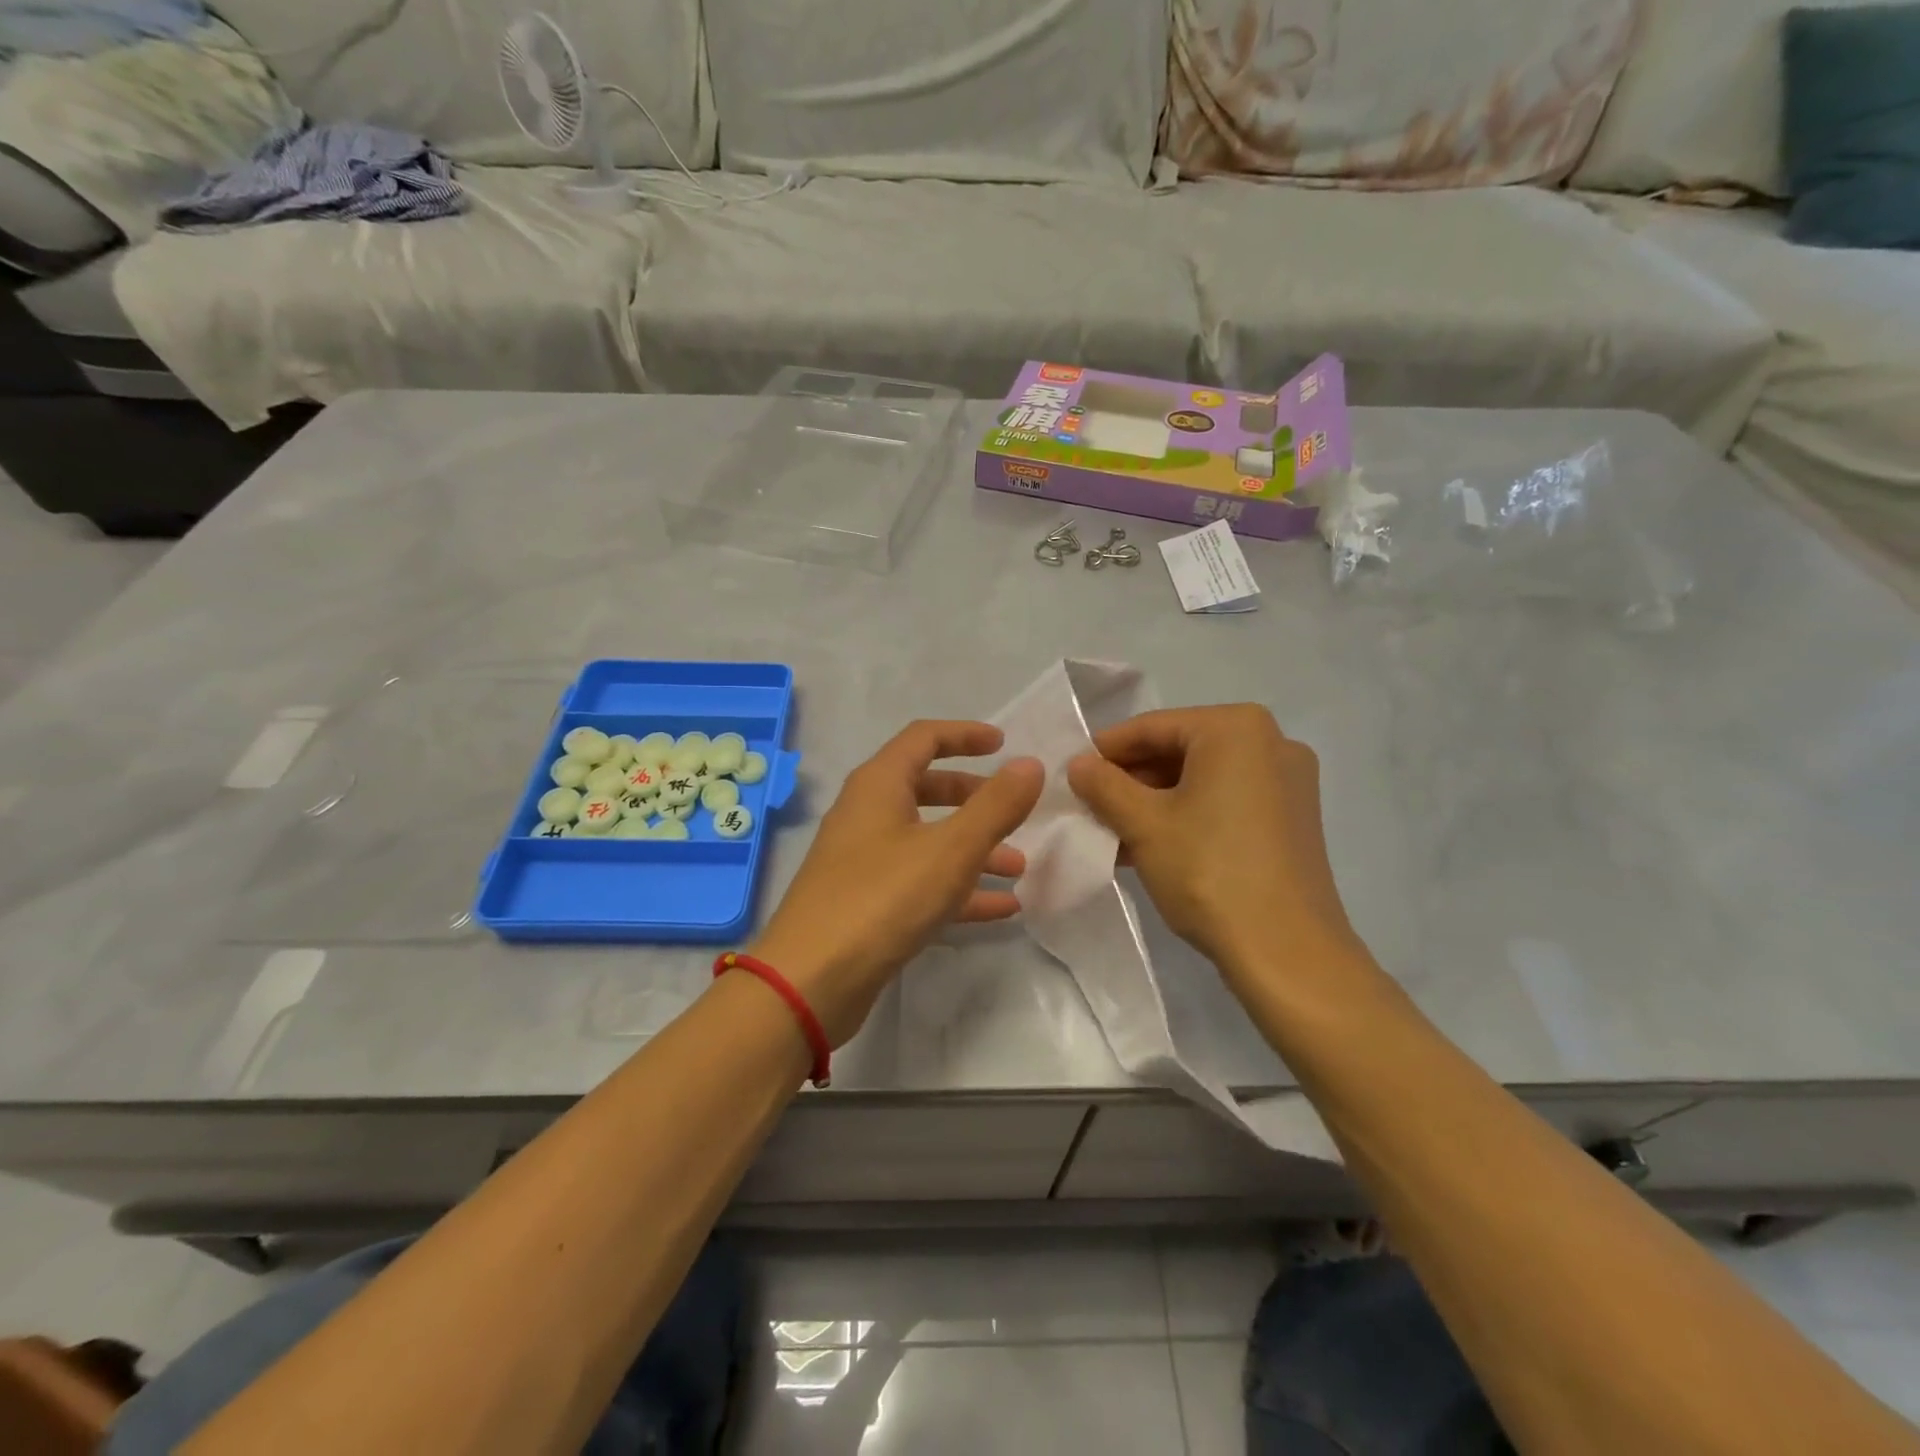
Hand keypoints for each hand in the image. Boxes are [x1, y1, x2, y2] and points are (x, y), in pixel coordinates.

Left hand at [749, 721, 1043, 1045]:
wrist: (810, 981)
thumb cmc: (882, 899)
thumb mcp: (951, 849)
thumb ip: (996, 806)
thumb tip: (1031, 765)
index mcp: (878, 785)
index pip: (924, 738)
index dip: (965, 734)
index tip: (1004, 744)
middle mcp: (867, 815)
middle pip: (926, 788)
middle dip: (974, 797)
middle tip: (1013, 811)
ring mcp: (863, 861)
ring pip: (927, 840)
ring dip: (973, 848)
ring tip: (1018, 868)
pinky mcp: (867, 903)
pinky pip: (921, 882)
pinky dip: (958, 888)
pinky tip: (1000, 908)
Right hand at [1066, 705, 1367, 990]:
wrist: (1286, 951)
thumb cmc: (1209, 871)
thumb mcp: (1143, 824)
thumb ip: (1104, 785)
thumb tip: (1078, 764)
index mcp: (1236, 728)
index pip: (1153, 727)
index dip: (1106, 750)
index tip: (1072, 773)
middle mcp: (1271, 742)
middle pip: (1180, 750)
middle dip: (1131, 780)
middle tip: (1090, 805)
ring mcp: (1288, 782)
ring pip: (1202, 779)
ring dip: (1155, 802)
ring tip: (1113, 831)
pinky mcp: (1293, 819)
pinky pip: (1226, 801)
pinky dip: (1188, 815)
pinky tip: (1150, 845)